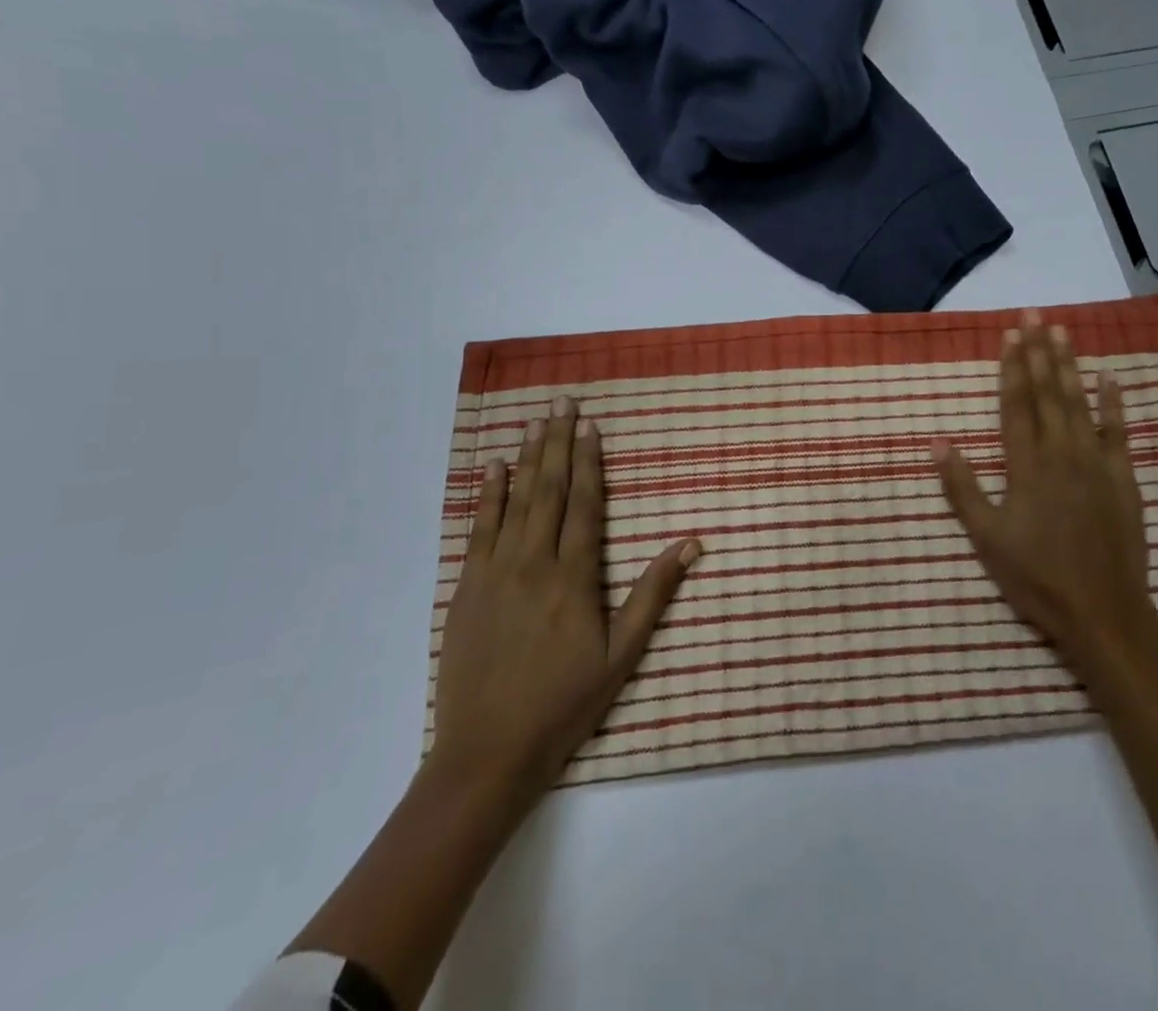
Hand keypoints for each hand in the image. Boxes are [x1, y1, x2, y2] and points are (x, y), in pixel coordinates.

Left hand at [429, 400, 700, 802]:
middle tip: (564, 404)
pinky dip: (488, 496)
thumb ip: (654, 594)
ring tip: (537, 422)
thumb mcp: (622, 654)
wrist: (488, 753)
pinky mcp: (466, 590)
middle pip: (550, 491)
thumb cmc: (565, 703)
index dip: (590, 462)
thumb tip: (691, 543)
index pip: (585, 505)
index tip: (592, 426)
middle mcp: (534, 564)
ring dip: (528, 458)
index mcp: (575, 577)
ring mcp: (495, 574)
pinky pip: (477, 531)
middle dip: (559, 444)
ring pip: (516, 503)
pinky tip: (494, 469)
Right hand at [935, 314, 1154, 672]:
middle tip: (1033, 315)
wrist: (1103, 611)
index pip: (1015, 405)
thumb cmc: (1036, 577)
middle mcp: (1060, 453)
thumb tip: (937, 441)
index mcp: (1025, 466)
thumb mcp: (986, 538)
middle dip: (1038, 352)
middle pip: (1046, 393)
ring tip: (1061, 332)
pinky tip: (1108, 377)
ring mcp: (1095, 463)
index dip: (1011, 367)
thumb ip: (962, 488)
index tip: (1010, 334)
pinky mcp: (1122, 478)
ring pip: (1078, 403)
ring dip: (1068, 366)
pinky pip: (1118, 431)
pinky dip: (1113, 402)